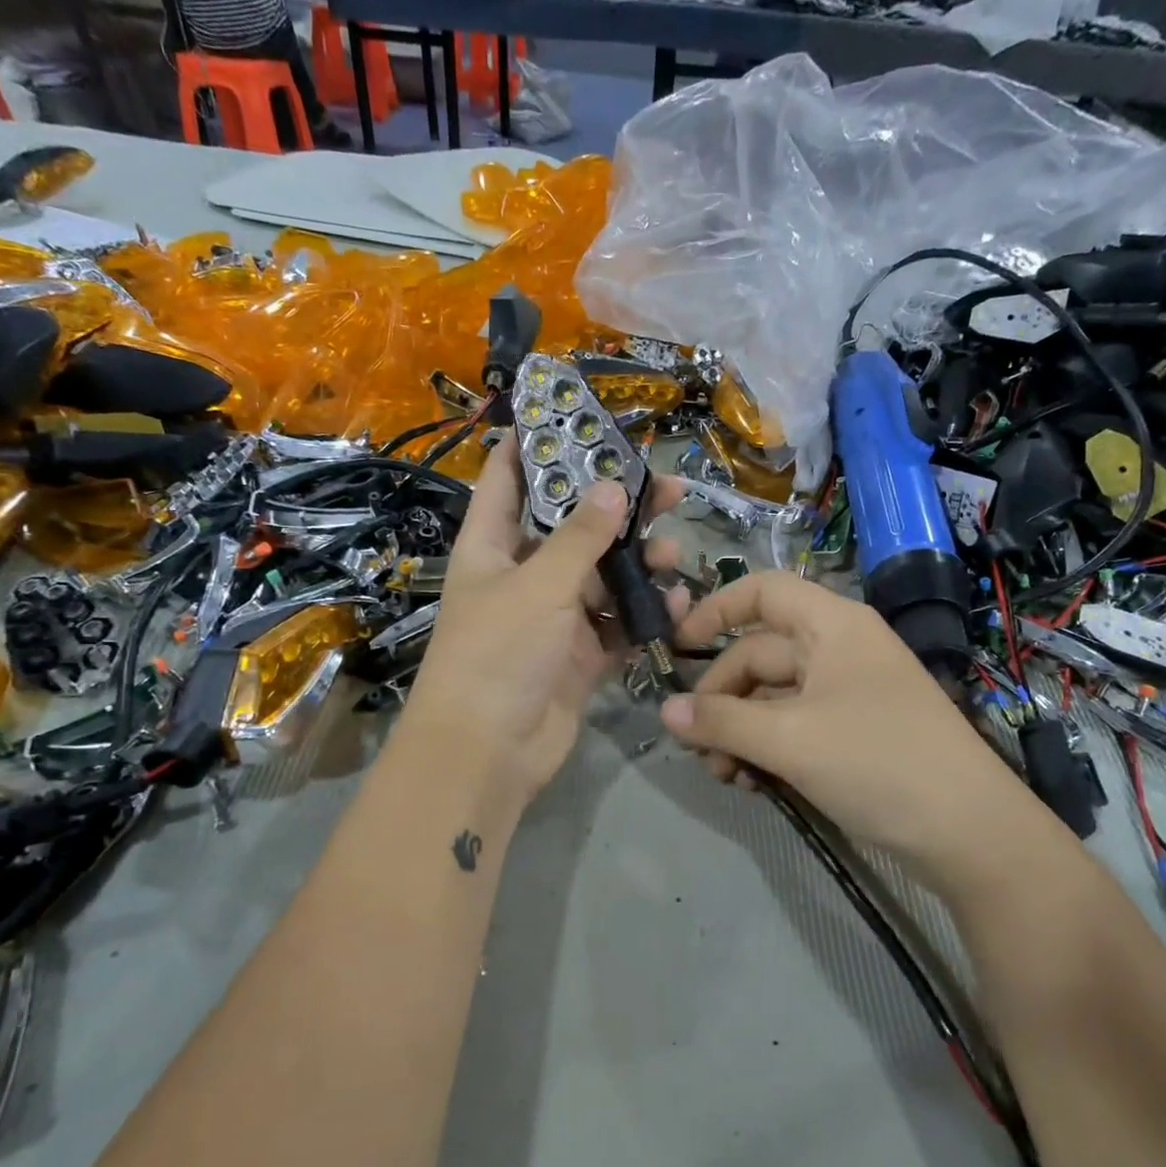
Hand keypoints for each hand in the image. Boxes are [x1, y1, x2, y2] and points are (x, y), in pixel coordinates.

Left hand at [403, 434, 684, 809]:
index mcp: (491, 546)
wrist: (489, 751)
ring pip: (602, 576)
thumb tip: (614, 485)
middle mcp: (521, 575)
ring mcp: (552, 617)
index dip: (534, 443)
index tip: (574, 414)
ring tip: (672, 549)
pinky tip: (676, 604)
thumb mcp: (540, 584)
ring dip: (636, 562)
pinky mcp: (579, 655)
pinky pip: (617, 624)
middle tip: (665, 485)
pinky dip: (644, 613)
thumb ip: (581, 536)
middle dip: (615, 505)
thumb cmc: (499, 653)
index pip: (507, 479)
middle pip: (571, 526)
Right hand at [659, 572, 1018, 863]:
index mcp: (831, 626)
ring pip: (773, 698)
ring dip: (740, 732)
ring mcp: (848, 694)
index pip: (763, 592)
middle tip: (696, 747)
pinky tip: (752, 785)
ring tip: (723, 776)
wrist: (970, 834)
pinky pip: (794, 728)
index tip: (676, 648)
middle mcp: (838, 650)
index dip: (715, 610)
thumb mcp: (789, 739)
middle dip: (722, 699)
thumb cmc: (878, 762)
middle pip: (759, 655)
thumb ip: (721, 721)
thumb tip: (665, 710)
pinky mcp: (853, 735)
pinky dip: (767, 750)